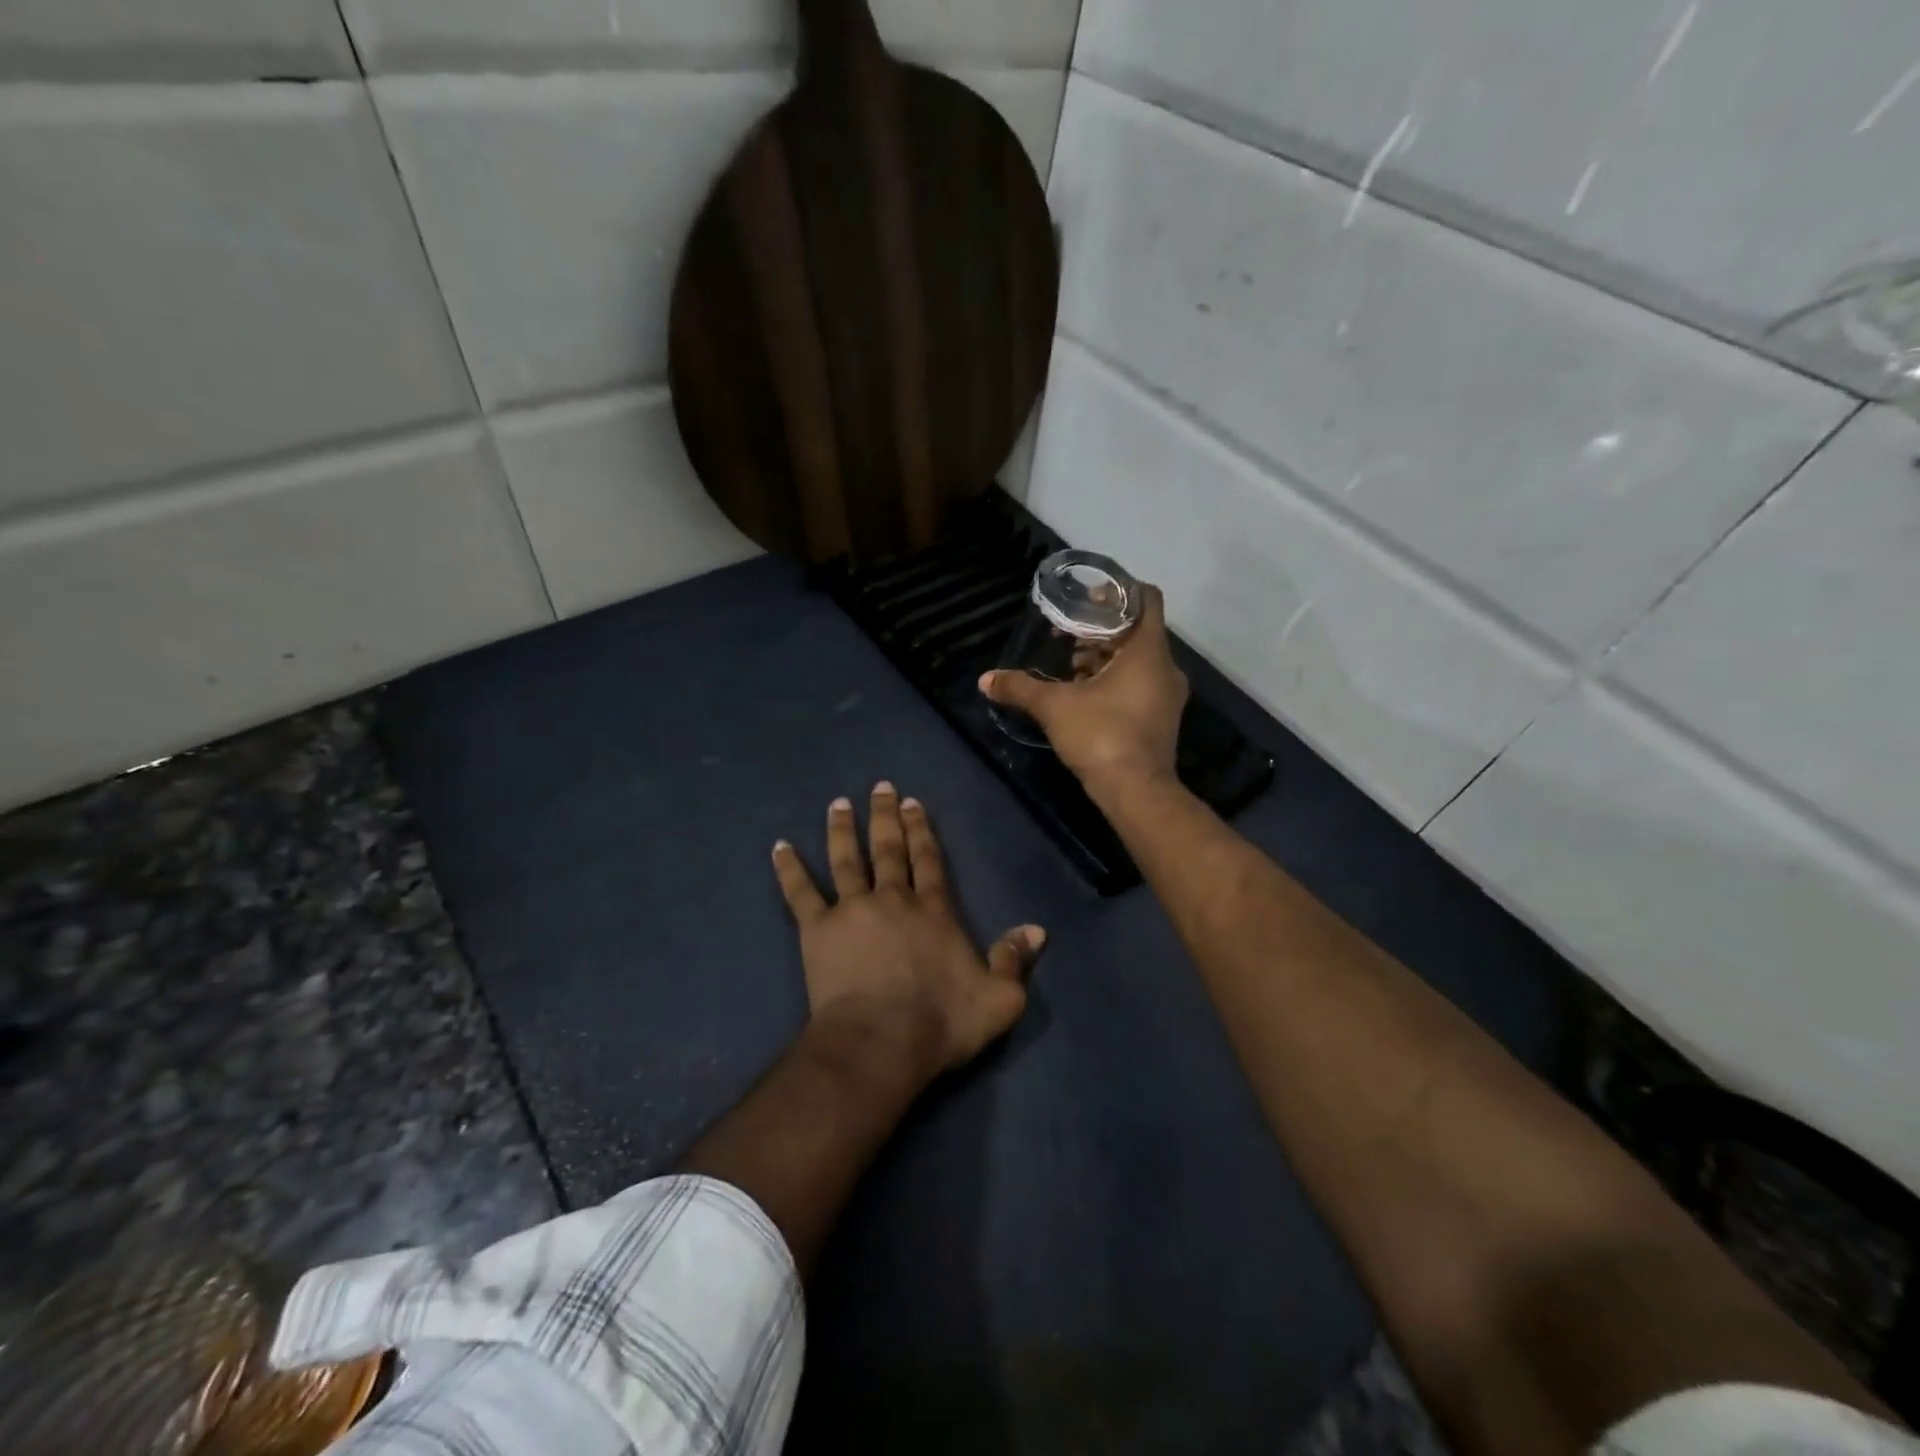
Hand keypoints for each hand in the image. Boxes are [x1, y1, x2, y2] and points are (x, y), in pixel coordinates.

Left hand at [771, 784, 1044, 1074]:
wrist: (882, 1042)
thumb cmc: (941, 1022)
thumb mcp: (999, 998)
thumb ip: (1015, 959)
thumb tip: (1037, 930)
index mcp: (934, 910)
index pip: (929, 860)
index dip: (922, 830)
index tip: (913, 802)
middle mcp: (893, 899)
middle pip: (889, 849)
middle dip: (886, 816)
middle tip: (879, 787)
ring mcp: (852, 910)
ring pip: (847, 860)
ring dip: (843, 830)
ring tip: (838, 804)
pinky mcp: (818, 930)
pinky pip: (800, 893)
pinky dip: (789, 870)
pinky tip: (779, 847)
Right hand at [979, 583, 1188, 791]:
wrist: (1136, 791)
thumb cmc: (1101, 735)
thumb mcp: (1054, 707)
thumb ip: (1021, 687)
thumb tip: (985, 680)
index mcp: (1148, 651)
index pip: (1147, 599)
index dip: (1119, 590)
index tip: (1089, 595)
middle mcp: (1165, 667)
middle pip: (1137, 630)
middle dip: (1102, 628)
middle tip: (1068, 630)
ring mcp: (1167, 695)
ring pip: (1138, 659)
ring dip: (1107, 656)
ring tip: (1071, 662)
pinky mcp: (1161, 717)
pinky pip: (1140, 683)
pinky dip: (1115, 679)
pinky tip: (1084, 692)